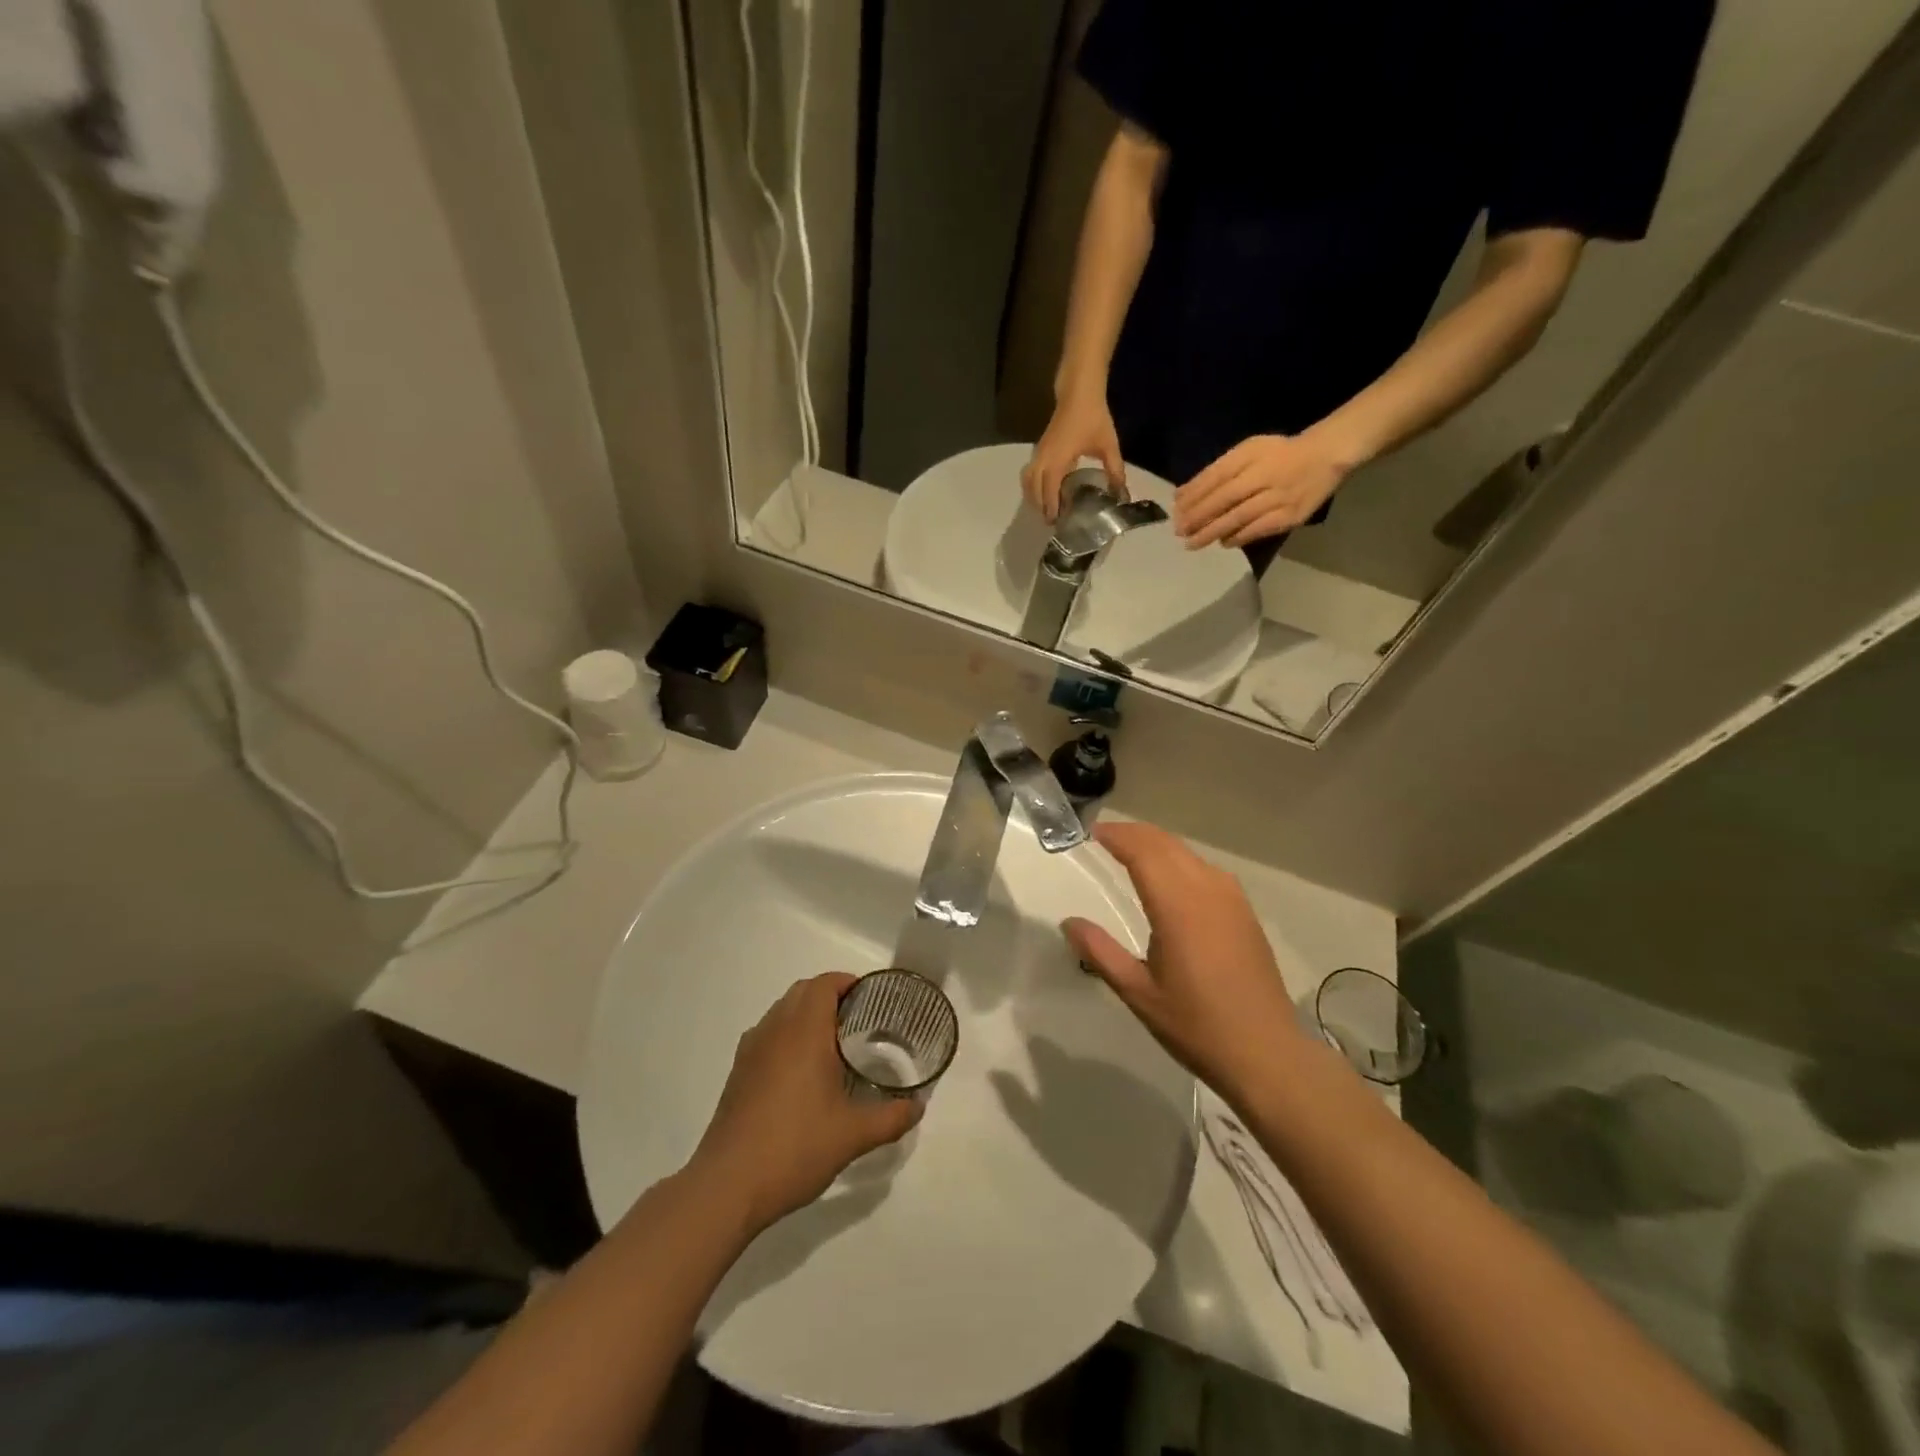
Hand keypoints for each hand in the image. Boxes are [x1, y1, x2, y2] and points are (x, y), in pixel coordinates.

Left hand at [691, 974, 920, 1232]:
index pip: (825, 984)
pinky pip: (767, 1035)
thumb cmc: (795, 1148)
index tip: (871, 999)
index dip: (848, 983)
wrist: (727, 1186)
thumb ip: (891, 1117)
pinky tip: (801, 1074)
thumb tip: (917, 1107)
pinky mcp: (738, 1072)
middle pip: (803, 991)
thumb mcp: (853, 1136)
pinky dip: (787, 1036)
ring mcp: (751, 1050)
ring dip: (806, 1015)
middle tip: (859, 1021)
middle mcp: (775, 1029)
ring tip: (833, 1045)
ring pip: (782, 1012)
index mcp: (804, 1031)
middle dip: (830, 996)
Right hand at [1022, 389, 1125, 521]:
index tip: (1056, 522)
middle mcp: (1043, 459)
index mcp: (1058, 461)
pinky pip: (1030, 472)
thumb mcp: (1108, 446)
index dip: (1051, 508)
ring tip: (1046, 508)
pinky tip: (1045, 489)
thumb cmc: (1093, 417)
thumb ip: (1115, 471)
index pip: (1049, 491)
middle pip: (1034, 489)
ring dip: (1034, 496)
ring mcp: (1039, 453)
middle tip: (1052, 520)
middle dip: (1041, 506)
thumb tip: (1122, 494)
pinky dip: (1034, 484)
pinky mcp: (1040, 448)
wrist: (1078, 391)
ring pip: (1028, 480)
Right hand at [1064, 822, 1308, 1105]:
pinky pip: (1206, 869)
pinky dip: (1180, 860)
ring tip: (1131, 852)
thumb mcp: (1138, 992)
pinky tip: (1171, 878)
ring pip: (1189, 853)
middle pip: (1166, 844)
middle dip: (1134, 833)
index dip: (1116, 836)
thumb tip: (1069, 922)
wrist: (1266, 1053)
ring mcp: (1232, 899)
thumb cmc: (1196, 1025)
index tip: (1090, 833)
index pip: (1143, 851)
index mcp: (1178, 906)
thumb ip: (1100, 952)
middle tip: (1104, 838)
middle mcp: (1207, 890)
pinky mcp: (1245, 912)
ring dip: (1157, 844)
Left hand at [1174, 428, 1353, 548]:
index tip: (1176, 511)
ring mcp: (1279, 496)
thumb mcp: (1248, 451)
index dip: (1194, 496)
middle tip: (1179, 531)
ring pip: (1239, 516)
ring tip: (1193, 543)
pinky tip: (1223, 542)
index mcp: (1252, 455)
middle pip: (1225, 498)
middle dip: (1198, 517)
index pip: (1216, 477)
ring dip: (1212, 531)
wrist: (1326, 456)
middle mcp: (1265, 475)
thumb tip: (1182, 495)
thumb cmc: (1279, 454)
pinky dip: (1238, 537)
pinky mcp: (1291, 515)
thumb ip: (1216, 471)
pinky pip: (1259, 529)